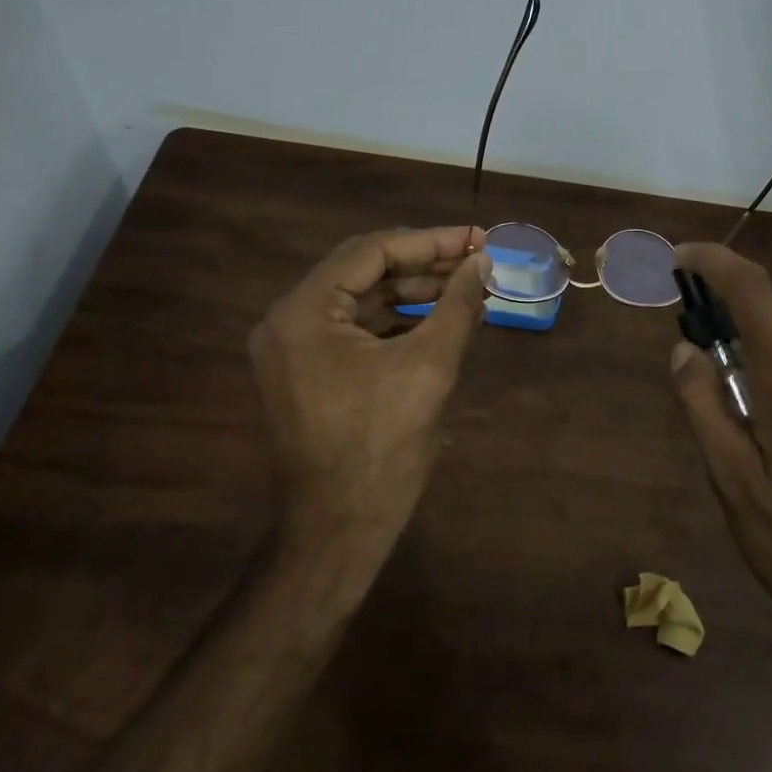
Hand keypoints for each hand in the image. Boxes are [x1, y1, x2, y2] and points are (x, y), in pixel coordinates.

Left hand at [249, 226, 489, 550]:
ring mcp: (293, 348)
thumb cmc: (382, 448)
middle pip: (364, 271)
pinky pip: (356, 329)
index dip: (430, 242)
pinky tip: (440, 319)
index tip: (478, 238)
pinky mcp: (307, 371)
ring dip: (414, 292)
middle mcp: (288, 320)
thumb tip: (484, 261)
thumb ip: (458, 304)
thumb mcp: (429, 367)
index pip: (371, 252)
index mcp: (304, 312)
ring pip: (362, 299)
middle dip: (425, 265)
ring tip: (468, 288)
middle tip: (477, 261)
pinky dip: (397, 320)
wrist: (338, 533)